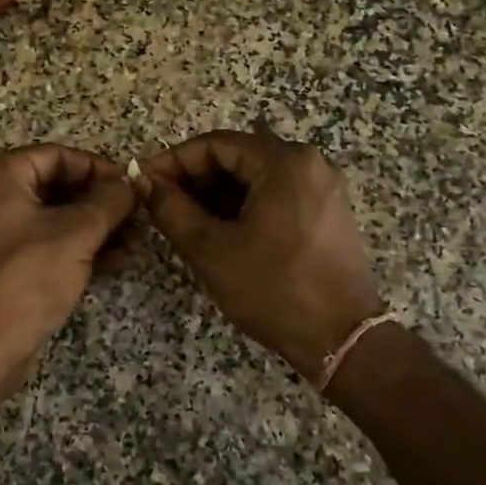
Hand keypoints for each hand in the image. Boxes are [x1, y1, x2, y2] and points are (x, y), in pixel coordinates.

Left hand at [0, 144, 136, 391]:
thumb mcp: (75, 235)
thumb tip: (128, 185)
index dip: (98, 169)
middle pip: (54, 185)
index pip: (56, 156)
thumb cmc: (24, 280)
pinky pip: (41, 240)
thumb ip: (107, 202)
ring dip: (93, 228)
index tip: (132, 187)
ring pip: (52, 216)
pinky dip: (74, 247)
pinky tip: (113, 262)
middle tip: (138, 218)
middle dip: (99, 204)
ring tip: (134, 245)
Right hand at [139, 130, 382, 380]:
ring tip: (185, 221)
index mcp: (284, 162)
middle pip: (236, 156)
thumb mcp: (210, 249)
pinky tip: (219, 230)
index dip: (173, 161)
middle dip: (194, 179)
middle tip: (161, 205)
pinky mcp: (326, 211)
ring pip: (254, 176)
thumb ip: (171, 208)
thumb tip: (144, 182)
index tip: (145, 184)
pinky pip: (274, 193)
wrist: (341, 340)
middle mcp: (308, 163)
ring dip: (216, 194)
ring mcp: (321, 187)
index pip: (214, 144)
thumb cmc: (273, 289)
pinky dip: (243, 205)